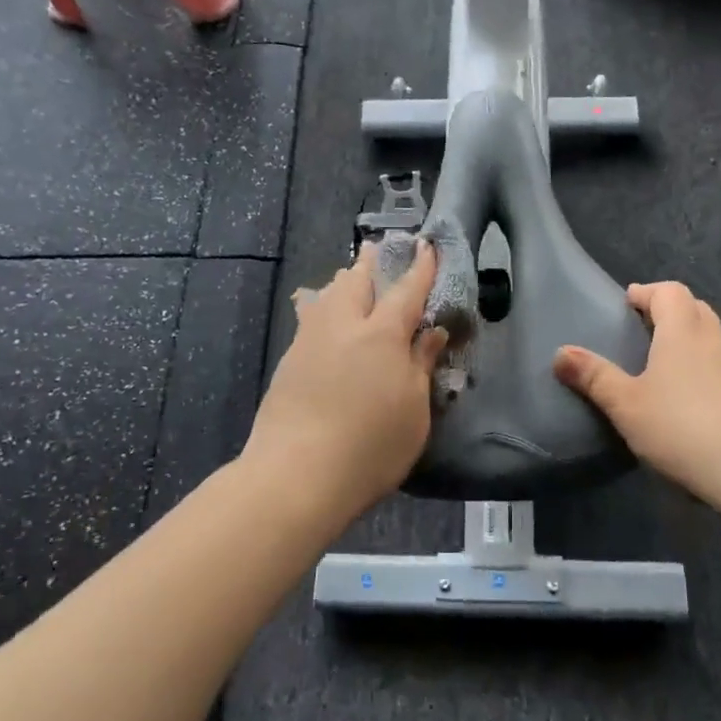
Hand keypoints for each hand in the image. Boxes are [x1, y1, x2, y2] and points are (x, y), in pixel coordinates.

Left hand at [243, 240, 448, 522]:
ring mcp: (310, 341)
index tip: (426, 245)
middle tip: (379, 250)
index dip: (420, 267)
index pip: (406, 290)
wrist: (296, 475)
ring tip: (351, 277)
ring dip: (343, 280)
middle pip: (357, 280)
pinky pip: (310, 317)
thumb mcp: (414, 411)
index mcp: (382, 335)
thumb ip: (421, 365)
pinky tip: (323, 315)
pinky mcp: (289, 361)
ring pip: (327, 294)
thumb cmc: (370, 447)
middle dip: (371, 262)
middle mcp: (344, 326)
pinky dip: (323, 305)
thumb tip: (431, 332)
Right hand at [553, 281, 720, 501]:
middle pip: (695, 309)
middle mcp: (713, 343)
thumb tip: (561, 352)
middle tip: (644, 328)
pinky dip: (703, 372)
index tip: (628, 302)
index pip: (670, 292)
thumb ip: (594, 377)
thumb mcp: (625, 404)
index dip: (647, 292)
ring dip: (689, 342)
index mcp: (683, 333)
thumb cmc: (680, 426)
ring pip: (712, 341)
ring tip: (662, 367)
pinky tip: (689, 402)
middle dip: (670, 311)